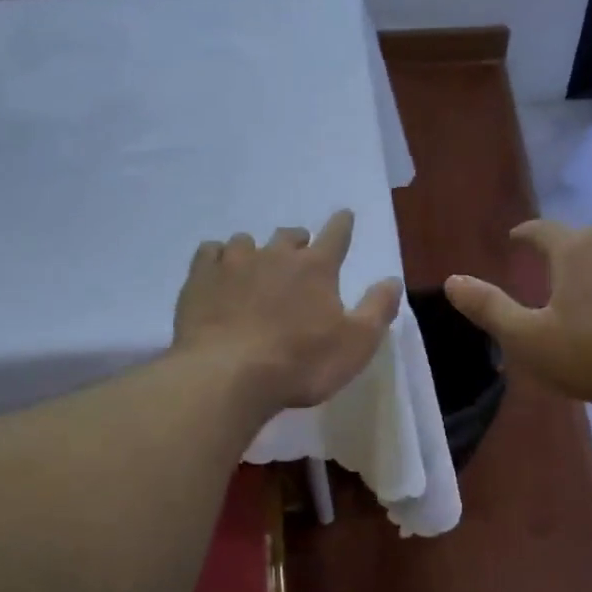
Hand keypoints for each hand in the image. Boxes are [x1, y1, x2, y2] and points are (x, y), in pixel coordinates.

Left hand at [174, 209, 403, 409]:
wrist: (228, 375)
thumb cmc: (301, 363)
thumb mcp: (356, 344)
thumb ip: (377, 309)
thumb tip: (392, 279)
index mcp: (316, 268)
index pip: (336, 235)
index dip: (343, 224)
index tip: (344, 216)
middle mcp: (275, 255)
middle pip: (289, 236)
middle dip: (298, 242)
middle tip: (299, 255)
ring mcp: (233, 263)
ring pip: (246, 241)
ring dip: (255, 251)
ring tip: (255, 268)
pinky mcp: (199, 279)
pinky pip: (210, 252)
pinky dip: (218, 258)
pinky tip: (218, 272)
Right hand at [444, 221, 591, 405]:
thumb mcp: (527, 338)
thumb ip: (488, 308)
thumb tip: (452, 281)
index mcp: (575, 249)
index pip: (542, 230)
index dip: (525, 235)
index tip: (515, 240)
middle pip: (580, 240)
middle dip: (561, 253)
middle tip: (547, 273)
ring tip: (586, 296)